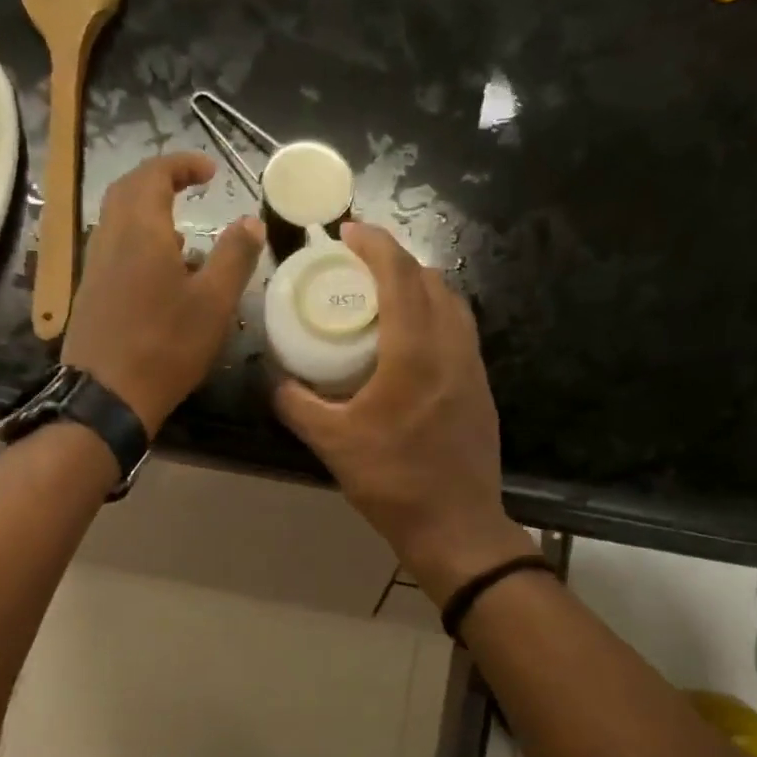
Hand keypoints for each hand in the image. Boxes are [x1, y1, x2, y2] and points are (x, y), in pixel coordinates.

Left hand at [62, 153, 262, 434]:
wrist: (107, 395)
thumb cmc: (166, 345)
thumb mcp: (213, 302)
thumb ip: (234, 257)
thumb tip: (251, 222)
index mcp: (141, 228)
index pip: (156, 174)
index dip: (183, 165)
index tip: (210, 170)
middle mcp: (110, 237)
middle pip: (130, 189)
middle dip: (160, 181)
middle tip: (190, 188)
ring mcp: (95, 265)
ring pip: (119, 221)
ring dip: (149, 214)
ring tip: (186, 237)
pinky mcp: (90, 293)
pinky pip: (115, 250)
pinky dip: (139, 244)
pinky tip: (162, 275)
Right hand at [273, 224, 535, 600]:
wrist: (455, 525)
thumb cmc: (393, 483)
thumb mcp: (332, 444)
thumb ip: (297, 405)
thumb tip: (275, 381)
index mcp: (414, 352)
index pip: (399, 275)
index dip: (374, 244)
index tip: (348, 232)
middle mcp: (452, 347)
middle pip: (430, 280)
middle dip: (396, 259)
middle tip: (359, 264)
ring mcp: (473, 367)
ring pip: (452, 304)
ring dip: (419, 286)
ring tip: (385, 295)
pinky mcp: (481, 388)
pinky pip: (459, 331)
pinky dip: (434, 315)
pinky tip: (411, 340)